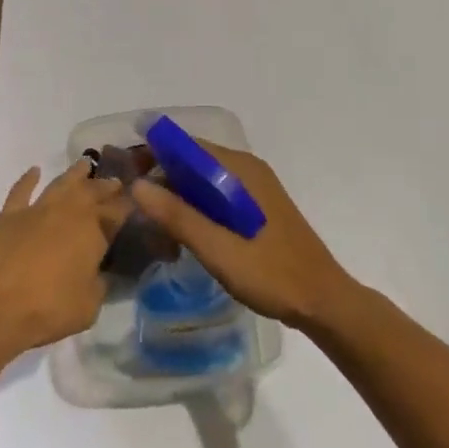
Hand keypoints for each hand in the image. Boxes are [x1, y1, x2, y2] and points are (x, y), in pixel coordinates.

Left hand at [0, 165, 126, 361]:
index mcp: (93, 231)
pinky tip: (34, 171)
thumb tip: (100, 273)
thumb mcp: (89, 306)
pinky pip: (21, 190)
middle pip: (92, 191)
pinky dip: (28, 179)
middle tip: (115, 181)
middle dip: (106, 186)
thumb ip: (99, 284)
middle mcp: (68, 211)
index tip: (137, 198)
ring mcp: (37, 209)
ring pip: (61, 183)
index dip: (128, 204)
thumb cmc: (49, 309)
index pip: (117, 211)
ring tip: (84, 165)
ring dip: (75, 173)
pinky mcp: (9, 214)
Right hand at [130, 143, 354, 330]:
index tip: (125, 174)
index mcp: (239, 169)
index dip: (153, 154)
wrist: (323, 302)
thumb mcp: (218, 248)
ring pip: (203, 180)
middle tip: (134, 206)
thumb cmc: (271, 273)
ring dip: (177, 196)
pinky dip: (195, 208)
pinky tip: (183, 235)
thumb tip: (136, 185)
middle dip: (162, 178)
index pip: (185, 145)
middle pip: (193, 160)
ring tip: (154, 225)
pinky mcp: (257, 208)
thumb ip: (177, 216)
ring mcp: (254, 188)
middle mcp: (246, 169)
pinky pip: (216, 195)